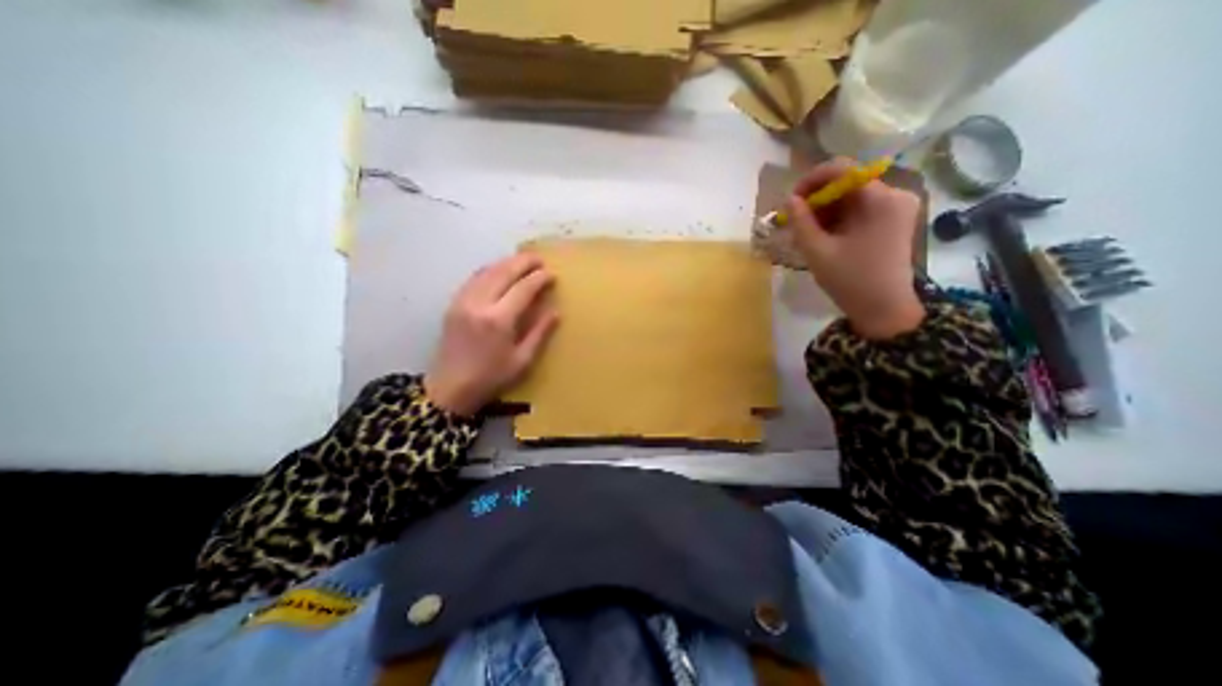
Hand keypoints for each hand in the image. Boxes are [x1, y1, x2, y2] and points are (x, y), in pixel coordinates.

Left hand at [421, 251, 554, 412]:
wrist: (449, 388)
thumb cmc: (491, 378)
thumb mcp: (522, 360)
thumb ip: (539, 333)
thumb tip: (555, 312)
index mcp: (499, 320)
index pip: (523, 288)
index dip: (539, 278)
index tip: (552, 274)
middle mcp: (479, 304)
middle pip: (503, 272)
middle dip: (523, 261)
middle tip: (539, 259)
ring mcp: (463, 301)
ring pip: (487, 271)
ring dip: (506, 263)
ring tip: (522, 261)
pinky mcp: (453, 304)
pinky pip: (474, 278)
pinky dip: (490, 270)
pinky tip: (499, 271)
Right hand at [788, 154, 921, 336]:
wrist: (883, 309)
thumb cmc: (850, 281)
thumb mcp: (817, 251)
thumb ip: (801, 222)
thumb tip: (790, 199)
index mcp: (881, 199)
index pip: (842, 170)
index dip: (811, 180)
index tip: (791, 200)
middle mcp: (895, 194)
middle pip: (847, 182)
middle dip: (817, 199)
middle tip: (796, 220)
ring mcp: (897, 207)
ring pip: (851, 196)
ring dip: (825, 210)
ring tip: (807, 231)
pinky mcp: (894, 220)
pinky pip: (860, 208)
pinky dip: (838, 218)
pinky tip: (824, 235)